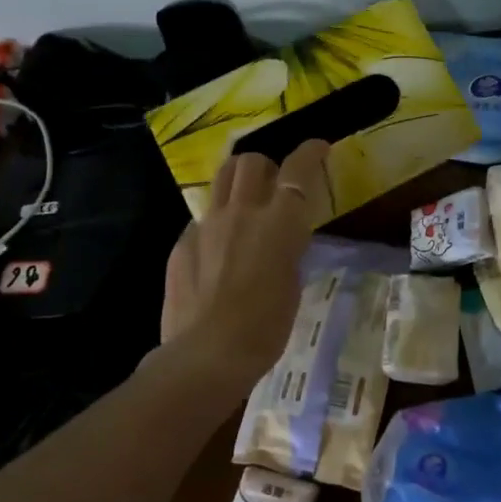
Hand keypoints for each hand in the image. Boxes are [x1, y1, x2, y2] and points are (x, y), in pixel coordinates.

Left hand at [158, 140, 330, 396]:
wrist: (208, 354)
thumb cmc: (266, 326)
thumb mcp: (292, 281)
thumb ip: (286, 248)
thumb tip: (279, 240)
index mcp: (280, 221)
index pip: (297, 169)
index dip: (309, 152)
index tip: (318, 147)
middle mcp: (242, 212)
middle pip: (250, 162)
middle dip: (265, 164)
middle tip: (272, 184)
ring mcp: (206, 225)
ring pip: (221, 180)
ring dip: (236, 182)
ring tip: (243, 202)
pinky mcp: (182, 244)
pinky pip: (201, 219)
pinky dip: (215, 223)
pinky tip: (217, 251)